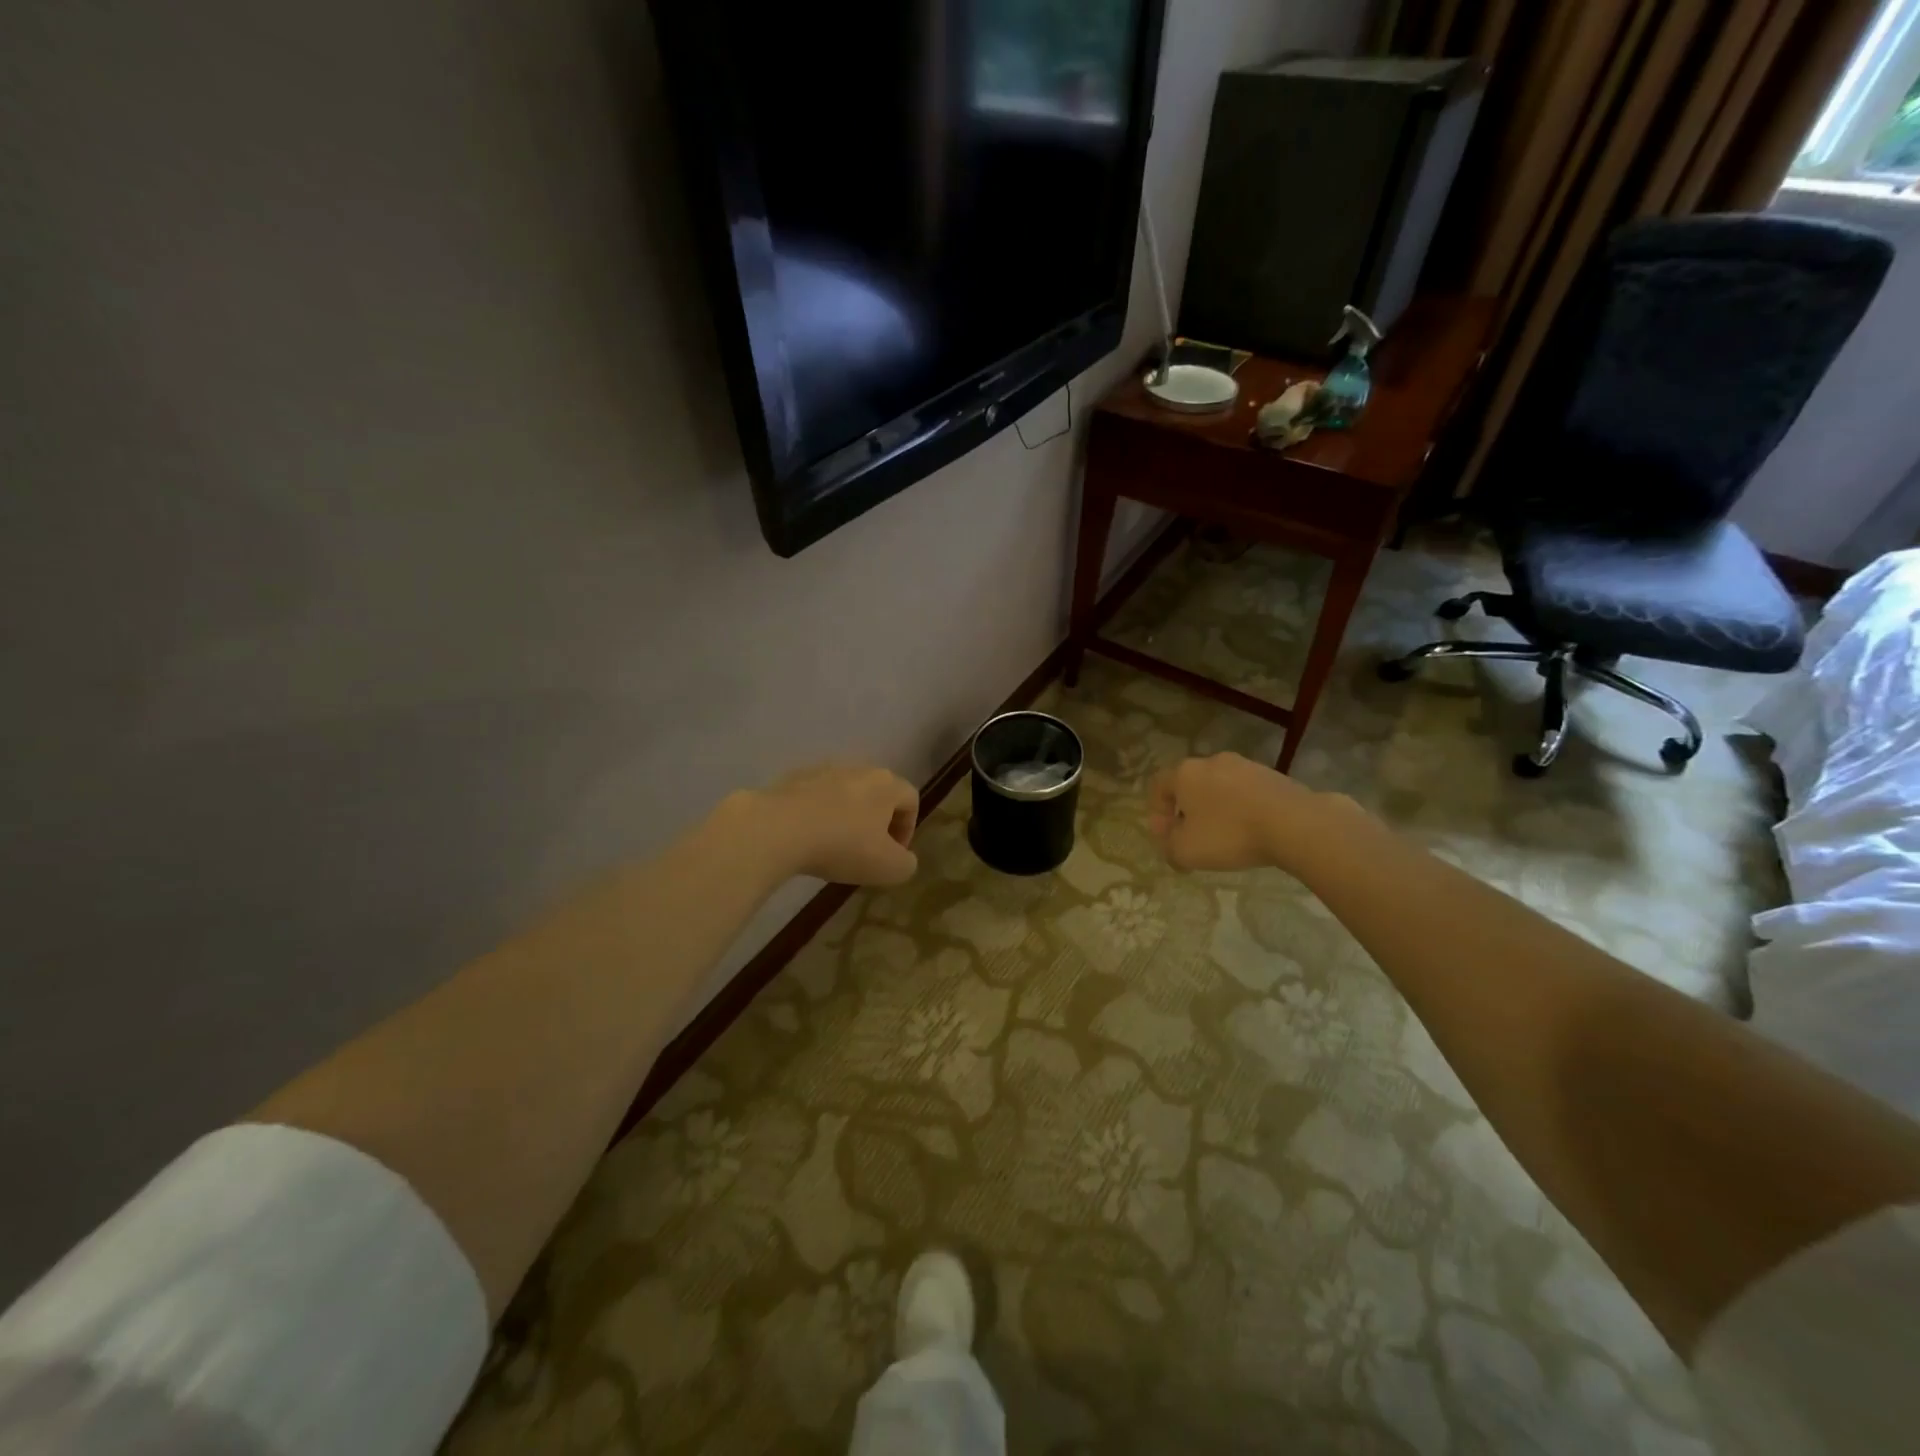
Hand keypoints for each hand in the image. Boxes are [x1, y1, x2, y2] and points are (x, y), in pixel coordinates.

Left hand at [735, 762, 919, 886]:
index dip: (908, 829)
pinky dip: (817, 815)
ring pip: (845, 794)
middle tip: (866, 851)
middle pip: (878, 793)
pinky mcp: (793, 779)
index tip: (894, 855)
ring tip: (833, 846)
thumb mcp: (888, 868)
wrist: (778, 828)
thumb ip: (905, 864)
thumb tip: (902, 858)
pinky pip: (814, 797)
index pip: (911, 799)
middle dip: (876, 821)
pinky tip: (806, 838)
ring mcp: (823, 770)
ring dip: (846, 817)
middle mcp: (859, 769)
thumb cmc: (842, 846)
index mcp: (887, 784)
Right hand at [1148, 752, 1322, 872]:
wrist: (1294, 823)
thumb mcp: (1187, 851)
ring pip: (1219, 787)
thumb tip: (1171, 842)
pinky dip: (1241, 809)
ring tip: (1225, 837)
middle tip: (1192, 838)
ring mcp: (1245, 765)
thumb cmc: (1230, 834)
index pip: (1158, 786)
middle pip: (1189, 785)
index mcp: (1185, 773)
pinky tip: (1251, 831)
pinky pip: (1245, 792)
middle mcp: (1211, 761)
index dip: (1156, 812)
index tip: (1166, 837)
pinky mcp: (1272, 775)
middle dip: (1186, 811)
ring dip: (1215, 810)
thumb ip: (1169, 846)